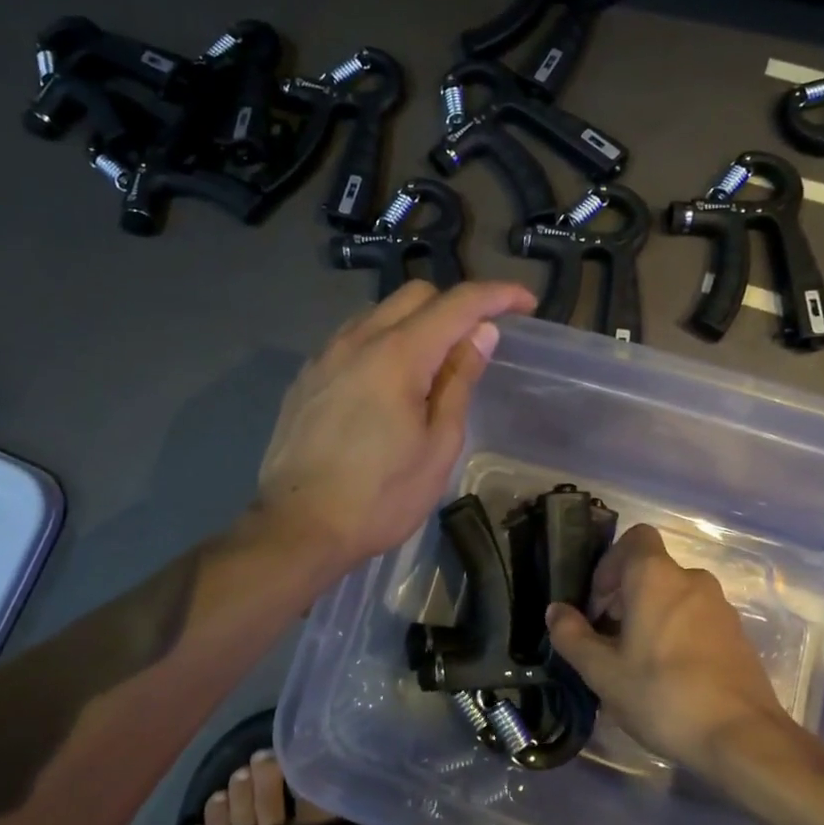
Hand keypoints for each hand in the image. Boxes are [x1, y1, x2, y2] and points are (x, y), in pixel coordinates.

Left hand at [256, 279, 535, 575]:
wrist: (298, 528)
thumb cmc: (380, 497)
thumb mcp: (438, 445)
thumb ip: (459, 381)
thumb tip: (481, 333)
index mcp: (397, 355)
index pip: (457, 304)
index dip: (497, 295)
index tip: (526, 303)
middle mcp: (357, 340)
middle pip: (415, 296)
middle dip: (455, 305)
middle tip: (478, 341)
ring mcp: (325, 356)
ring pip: (379, 313)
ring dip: (416, 322)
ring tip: (434, 364)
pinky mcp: (307, 377)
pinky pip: (353, 338)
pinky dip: (383, 342)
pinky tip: (389, 382)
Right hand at [545, 525, 790, 773]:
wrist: (742, 738)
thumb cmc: (663, 695)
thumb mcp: (603, 672)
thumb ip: (572, 636)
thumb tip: (556, 611)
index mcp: (656, 576)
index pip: (634, 538)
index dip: (610, 563)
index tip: (599, 605)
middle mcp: (692, 579)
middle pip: (651, 571)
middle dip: (625, 597)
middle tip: (609, 640)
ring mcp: (720, 607)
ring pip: (674, 597)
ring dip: (651, 617)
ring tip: (637, 664)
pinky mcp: (737, 635)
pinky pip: (697, 619)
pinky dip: (678, 634)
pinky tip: (669, 678)